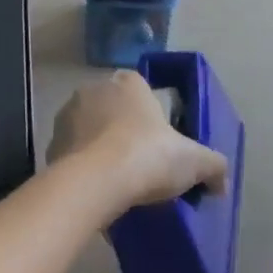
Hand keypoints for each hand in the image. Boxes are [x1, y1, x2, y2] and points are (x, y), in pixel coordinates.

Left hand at [48, 71, 229, 210]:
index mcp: (128, 83)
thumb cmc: (147, 156)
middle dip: (124, 131)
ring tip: (117, 181)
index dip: (152, 115)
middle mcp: (95, 88)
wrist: (96, 181)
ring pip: (90, 129)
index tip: (160, 143)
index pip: (142, 89)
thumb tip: (221, 180)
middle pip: (114, 108)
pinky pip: (72, 152)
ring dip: (100, 147)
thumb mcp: (193, 161)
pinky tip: (96, 190)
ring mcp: (69, 113)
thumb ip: (213, 165)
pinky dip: (82, 166)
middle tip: (140, 165)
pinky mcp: (52, 141)